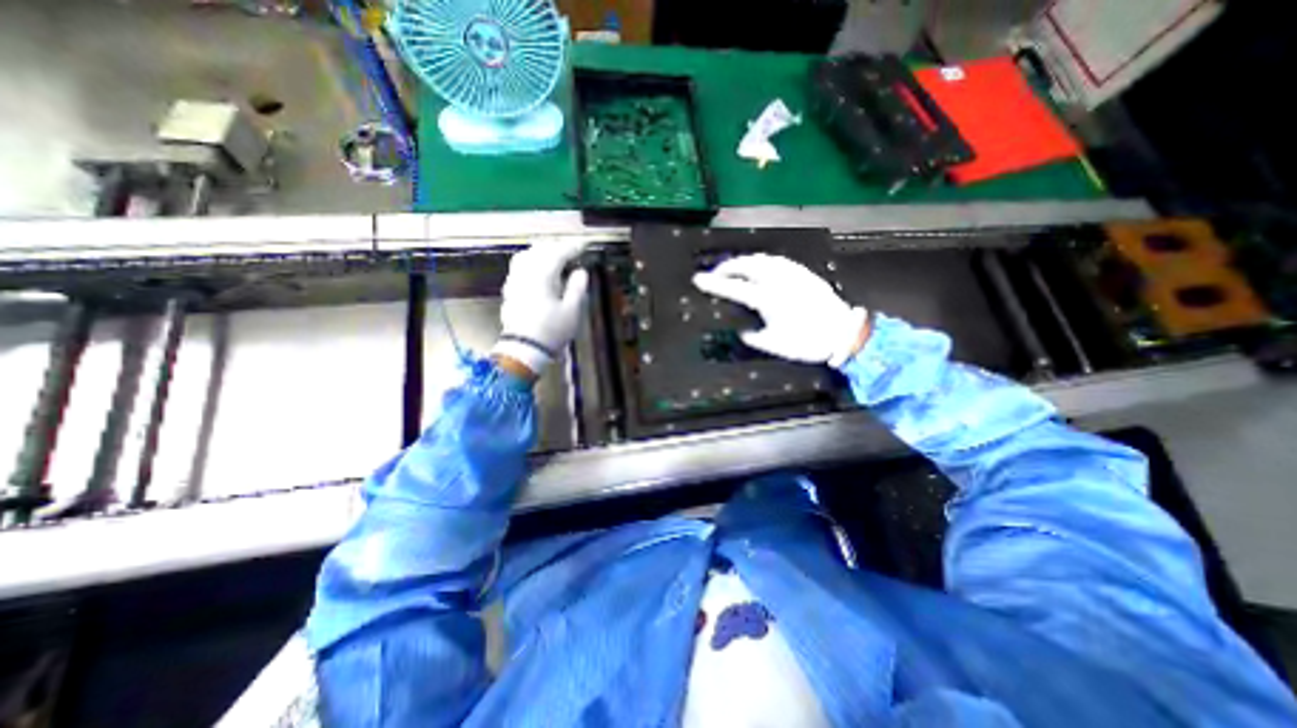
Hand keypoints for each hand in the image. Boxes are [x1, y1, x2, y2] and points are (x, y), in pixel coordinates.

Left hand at [491, 239, 592, 376]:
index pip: (557, 253)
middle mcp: (525, 273)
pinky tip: (538, 269)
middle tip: (572, 250)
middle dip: (556, 247)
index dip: (572, 247)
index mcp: (542, 276)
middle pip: (540, 250)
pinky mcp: (510, 290)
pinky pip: (519, 266)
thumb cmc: (552, 330)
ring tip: (554, 255)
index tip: (583, 245)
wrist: (525, 349)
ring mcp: (514, 281)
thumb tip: (581, 272)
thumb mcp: (572, 311)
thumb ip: (577, 287)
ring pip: (526, 255)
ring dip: (542, 251)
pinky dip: (531, 261)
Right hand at [694, 255, 865, 368]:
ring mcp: (793, 274)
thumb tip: (744, 331)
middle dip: (727, 267)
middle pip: (746, 266)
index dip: (714, 284)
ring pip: (762, 259)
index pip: (734, 288)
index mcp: (768, 300)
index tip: (698, 279)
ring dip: (744, 261)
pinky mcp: (804, 273)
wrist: (843, 334)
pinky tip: (761, 266)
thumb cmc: (808, 342)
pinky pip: (778, 260)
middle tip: (716, 274)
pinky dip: (763, 261)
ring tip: (735, 268)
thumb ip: (754, 337)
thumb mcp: (775, 345)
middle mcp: (779, 281)